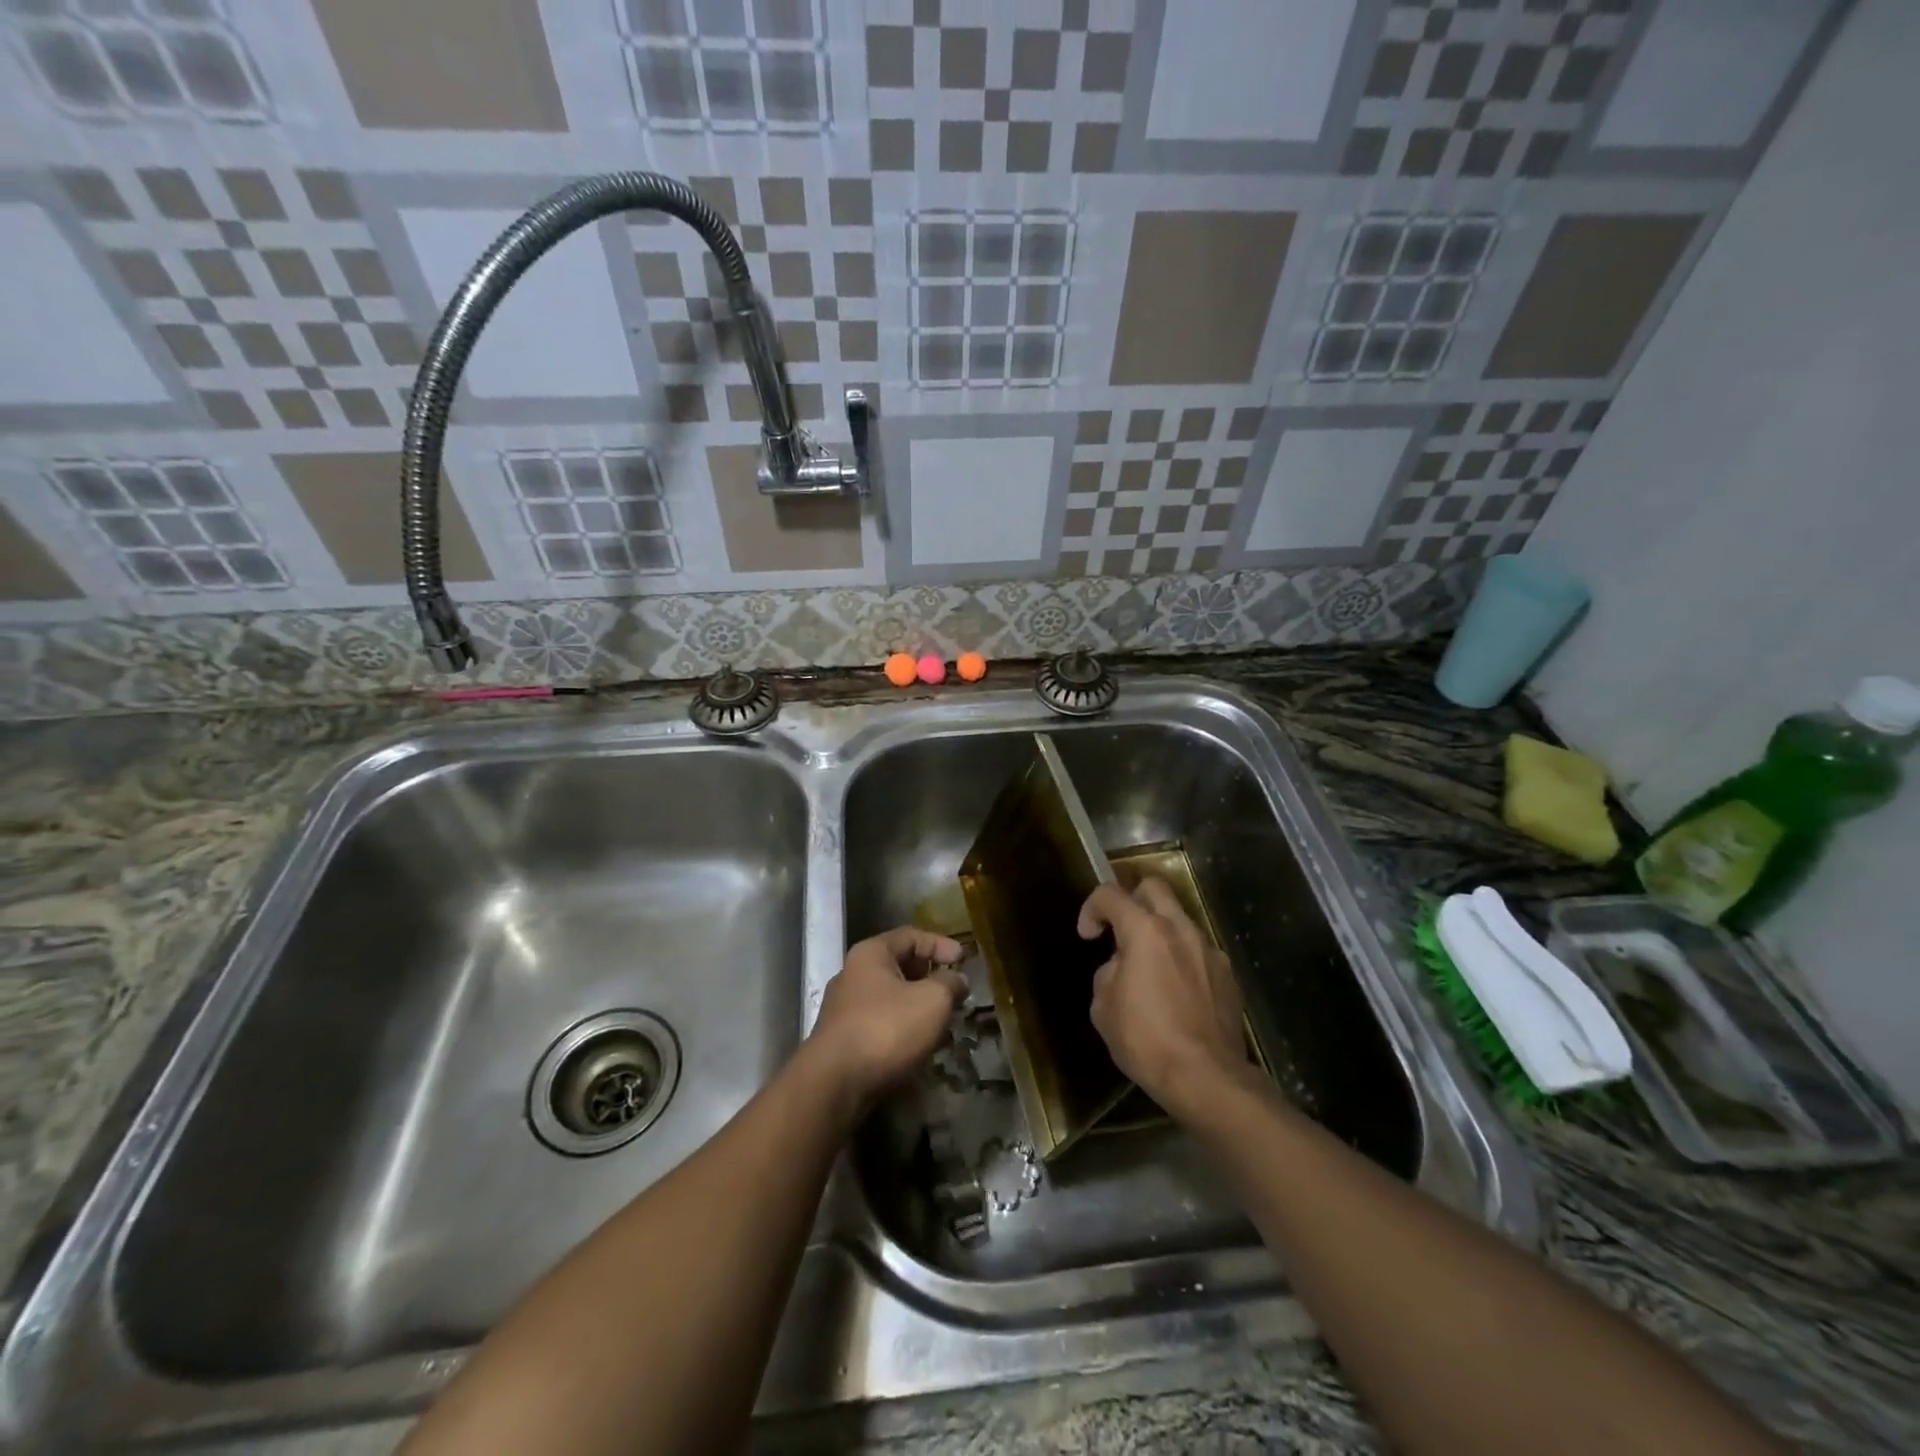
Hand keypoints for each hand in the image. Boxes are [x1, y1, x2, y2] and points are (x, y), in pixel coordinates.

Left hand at [807, 927, 966, 1114]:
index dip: (940, 944)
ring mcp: (845, 1008)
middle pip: (899, 965)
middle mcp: (853, 974)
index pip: (911, 936)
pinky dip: (904, 1026)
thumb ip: (950, 984)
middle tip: (955, 990)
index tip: (964, 959)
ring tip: (944, 1019)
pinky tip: (921, 1043)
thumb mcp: (932, 1000)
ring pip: (892, 997)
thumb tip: (958, 979)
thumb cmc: (886, 1029)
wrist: (835, 1084)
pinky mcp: (844, 1039)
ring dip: (919, 1005)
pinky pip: (882, 1022)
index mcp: (871, 954)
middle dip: (930, 976)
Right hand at [1080, 878, 1247, 1112]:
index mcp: (1145, 931)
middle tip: (1120, 931)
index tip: (1088, 936)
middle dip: (1131, 900)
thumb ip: (1109, 973)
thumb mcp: (1103, 1007)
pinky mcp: (1227, 974)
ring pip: (1179, 919)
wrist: (1207, 1078)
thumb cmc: (1146, 1040)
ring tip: (1149, 968)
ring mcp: (1209, 950)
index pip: (1110, 894)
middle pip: (1153, 887)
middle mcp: (1180, 929)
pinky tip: (1176, 992)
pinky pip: (1197, 951)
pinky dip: (1181, 958)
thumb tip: (1121, 967)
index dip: (1091, 908)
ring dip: (1159, 932)